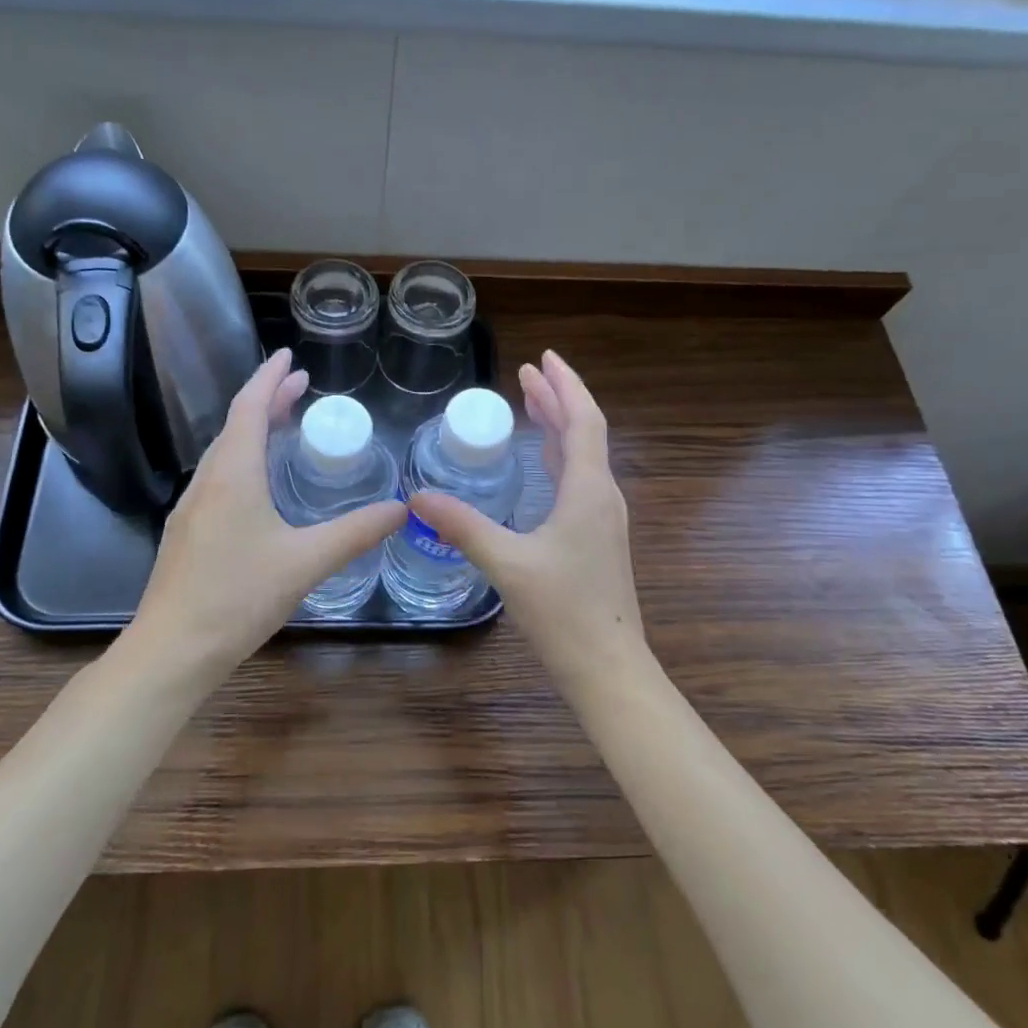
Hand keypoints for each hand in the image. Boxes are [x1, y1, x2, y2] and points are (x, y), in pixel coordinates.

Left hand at [127, 348, 406, 674]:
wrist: (171, 650)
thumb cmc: (237, 597)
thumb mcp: (306, 562)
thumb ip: (355, 533)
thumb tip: (402, 509)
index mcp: (233, 474)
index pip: (249, 407)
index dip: (270, 377)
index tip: (289, 354)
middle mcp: (207, 481)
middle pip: (236, 425)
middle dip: (268, 400)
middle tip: (300, 386)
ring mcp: (191, 507)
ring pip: (224, 452)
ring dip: (253, 429)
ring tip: (283, 423)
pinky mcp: (187, 532)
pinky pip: (219, 477)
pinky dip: (243, 459)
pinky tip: (257, 483)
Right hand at [411, 350, 647, 689]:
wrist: (610, 669)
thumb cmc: (565, 612)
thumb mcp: (508, 564)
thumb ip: (464, 526)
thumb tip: (418, 496)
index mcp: (589, 491)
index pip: (583, 421)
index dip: (565, 386)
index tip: (542, 359)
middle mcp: (602, 497)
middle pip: (583, 433)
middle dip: (557, 399)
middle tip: (527, 373)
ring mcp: (602, 520)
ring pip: (582, 458)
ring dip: (559, 426)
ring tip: (532, 403)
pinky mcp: (596, 540)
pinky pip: (578, 481)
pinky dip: (559, 457)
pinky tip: (543, 463)